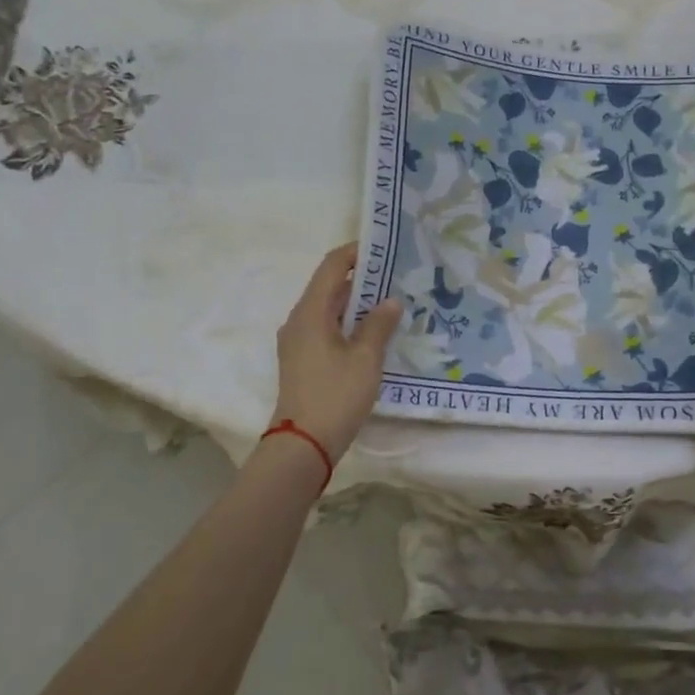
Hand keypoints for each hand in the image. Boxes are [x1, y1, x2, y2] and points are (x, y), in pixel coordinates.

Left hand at [270, 244, 402, 463]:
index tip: (385, 249)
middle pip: (329, 286)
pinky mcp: (302, 360)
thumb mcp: (366, 358)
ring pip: (328, 310)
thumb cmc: (335, 395)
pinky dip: (348, 323)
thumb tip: (390, 300)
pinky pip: (326, 329)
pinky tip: (373, 334)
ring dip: (356, 304)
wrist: (303, 444)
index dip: (356, 253)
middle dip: (362, 279)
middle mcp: (299, 320)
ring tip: (390, 303)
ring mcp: (298, 342)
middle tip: (397, 278)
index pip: (331, 266)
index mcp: (310, 312)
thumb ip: (379, 324)